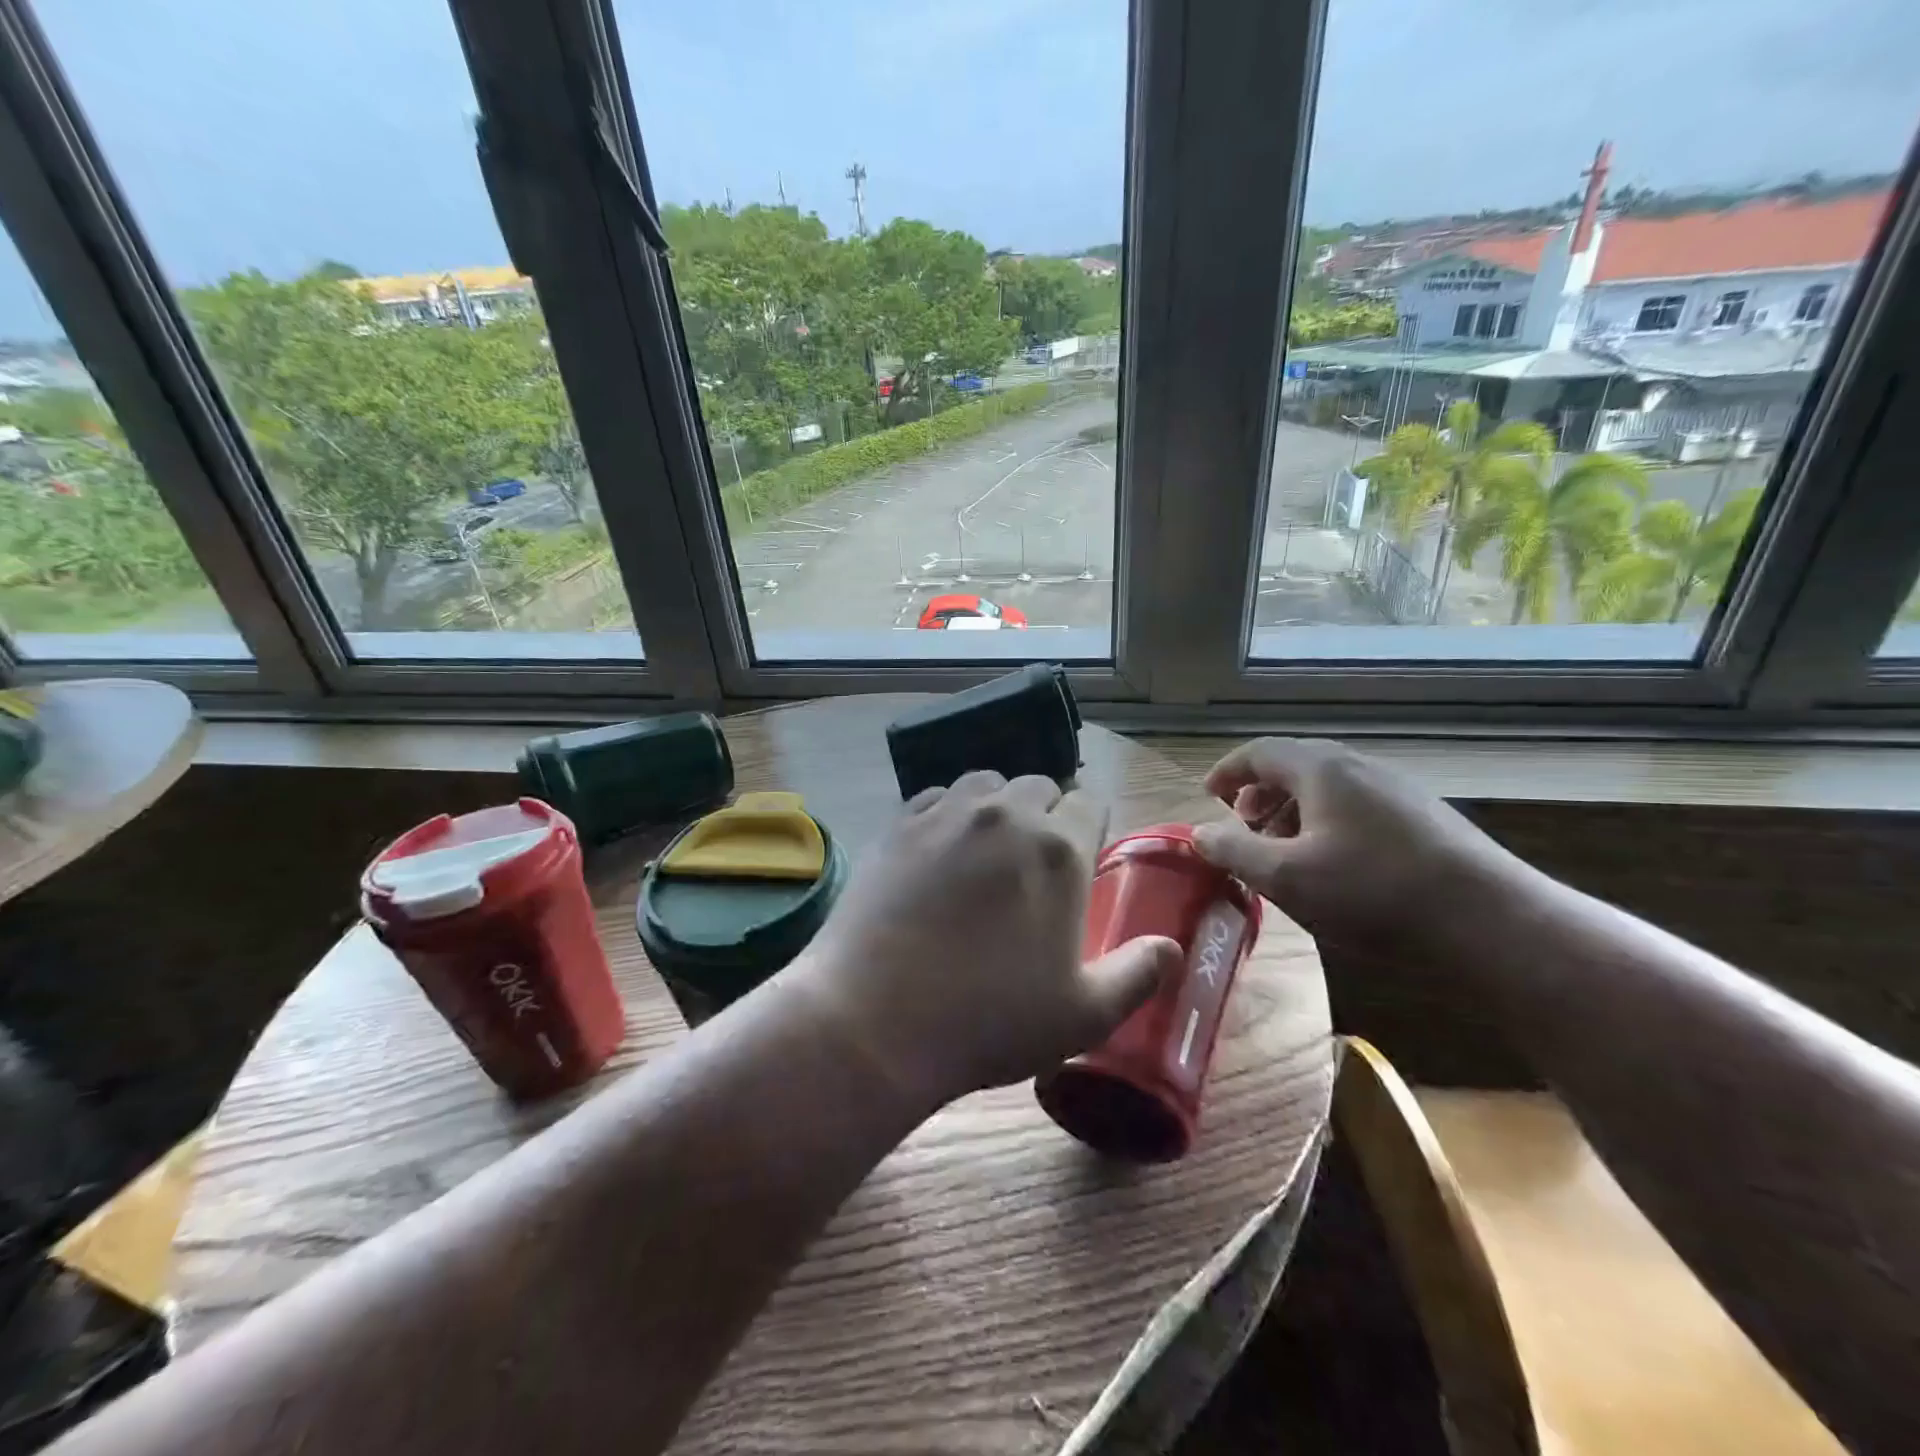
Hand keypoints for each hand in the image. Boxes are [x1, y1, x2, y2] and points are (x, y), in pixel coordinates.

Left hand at [793, 771, 1180, 1112]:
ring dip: (997, 807)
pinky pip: (936, 797)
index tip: (1077, 865)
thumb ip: (1138, 974)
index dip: (1087, 831)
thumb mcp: (1083, 1015)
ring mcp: (946, 814)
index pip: (1088, 805)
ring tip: (986, 851)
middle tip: (1031, 866)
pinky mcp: (898, 824)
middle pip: (1039, 787)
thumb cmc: (989, 1022)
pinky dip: (947, 813)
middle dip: (1044, 816)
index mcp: (1058, 849)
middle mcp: (1005, 815)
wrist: (875, 1022)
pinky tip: (938, 851)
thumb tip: (1170, 946)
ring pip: (986, 783)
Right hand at [1190, 738, 1530, 960]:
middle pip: (1295, 766)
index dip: (1227, 771)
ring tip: (1282, 852)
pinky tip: (1333, 866)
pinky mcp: (1424, 819)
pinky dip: (1326, 824)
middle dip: (1259, 794)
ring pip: (1328, 788)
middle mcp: (1359, 767)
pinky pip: (1356, 807)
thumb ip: (1233, 851)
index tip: (1208, 796)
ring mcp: (1397, 791)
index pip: (1259, 752)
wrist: (1493, 924)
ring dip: (1292, 812)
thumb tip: (1199, 833)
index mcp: (1321, 769)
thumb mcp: (1286, 877)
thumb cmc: (1374, 893)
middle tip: (1242, 827)